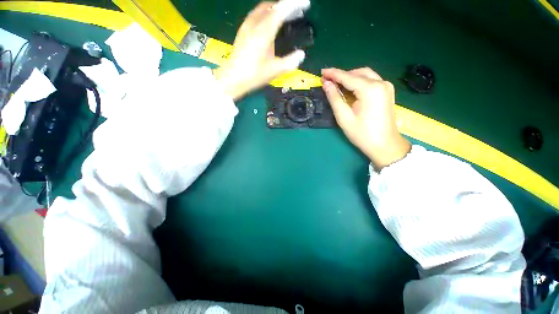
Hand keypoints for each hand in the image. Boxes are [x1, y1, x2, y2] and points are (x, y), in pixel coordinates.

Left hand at [213, 1, 307, 100]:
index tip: (305, 4)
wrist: (233, 78)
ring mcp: (246, 27)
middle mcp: (254, 25)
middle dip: (285, 6)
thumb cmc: (254, 75)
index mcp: (264, 33)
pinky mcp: (242, 31)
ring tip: (284, 15)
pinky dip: (266, 14)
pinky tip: (269, 23)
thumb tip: (301, 55)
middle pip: (271, 6)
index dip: (294, 5)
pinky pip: (256, 15)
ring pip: (262, 9)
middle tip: (296, 12)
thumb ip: (289, 62)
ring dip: (275, 9)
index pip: (281, 11)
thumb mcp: (274, 71)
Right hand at [322, 68, 410, 169]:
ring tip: (336, 85)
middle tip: (328, 81)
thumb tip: (326, 84)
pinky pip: (371, 81)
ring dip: (350, 78)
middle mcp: (381, 83)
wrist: (385, 145)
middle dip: (342, 75)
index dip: (333, 74)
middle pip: (358, 73)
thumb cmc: (362, 134)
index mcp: (370, 89)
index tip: (322, 72)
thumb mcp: (344, 117)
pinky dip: (358, 82)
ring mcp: (386, 87)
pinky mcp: (387, 92)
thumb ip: (334, 98)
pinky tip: (350, 89)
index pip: (348, 77)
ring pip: (365, 75)